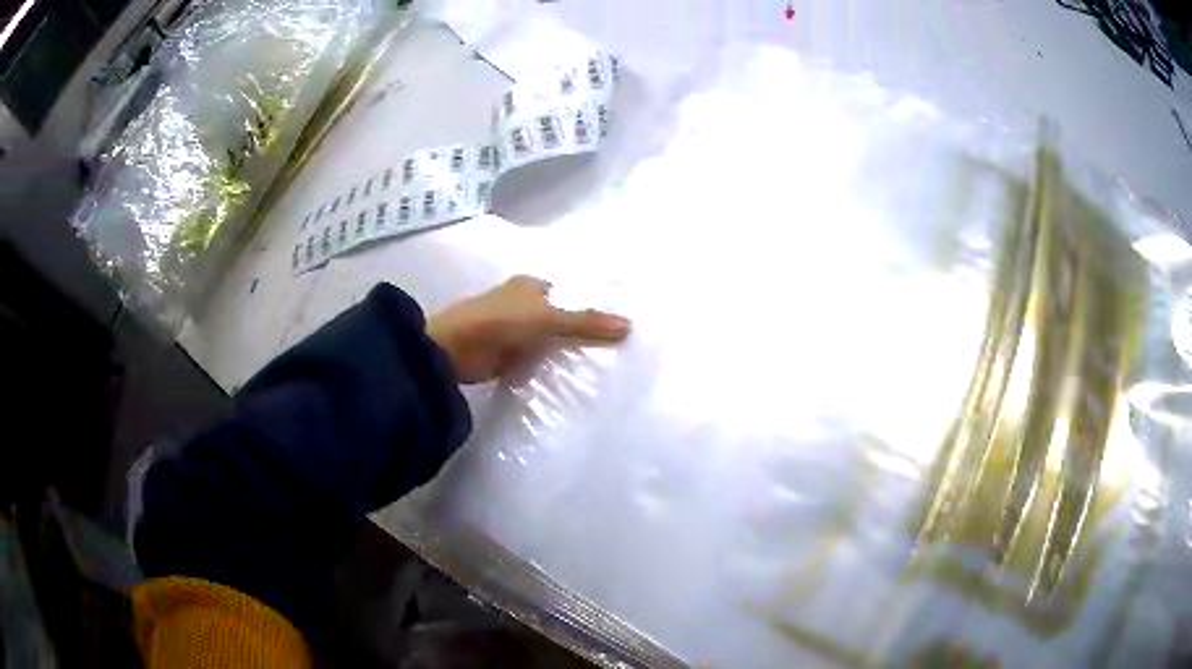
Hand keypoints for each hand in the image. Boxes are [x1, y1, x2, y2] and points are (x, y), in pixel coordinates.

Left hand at [427, 276, 630, 383]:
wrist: (455, 349)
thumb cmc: (501, 321)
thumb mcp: (548, 318)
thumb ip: (586, 323)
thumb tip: (629, 326)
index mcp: (530, 285)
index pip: (569, 294)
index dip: (589, 307)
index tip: (615, 325)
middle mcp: (522, 304)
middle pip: (559, 318)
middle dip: (579, 332)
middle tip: (614, 351)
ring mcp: (512, 331)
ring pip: (547, 341)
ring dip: (564, 352)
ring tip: (601, 368)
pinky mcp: (505, 356)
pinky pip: (535, 361)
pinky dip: (548, 368)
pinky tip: (570, 381)